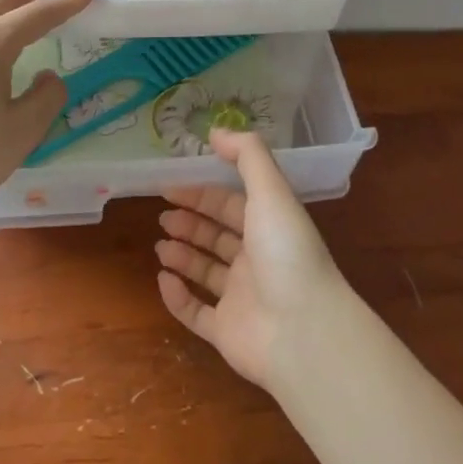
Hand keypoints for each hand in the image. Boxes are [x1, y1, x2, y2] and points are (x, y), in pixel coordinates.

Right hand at [154, 129, 351, 391]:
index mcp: (269, 226)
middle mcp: (256, 260)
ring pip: (206, 272)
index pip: (232, 204)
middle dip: (190, 223)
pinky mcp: (227, 332)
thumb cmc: (286, 252)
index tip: (170, 186)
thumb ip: (247, 155)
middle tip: (162, 215)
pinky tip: (163, 279)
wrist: (303, 331)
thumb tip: (216, 131)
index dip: (202, 194)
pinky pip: (196, 313)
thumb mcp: (271, 191)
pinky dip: (177, 297)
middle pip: (218, 236)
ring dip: (182, 256)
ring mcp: (242, 298)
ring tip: (159, 245)